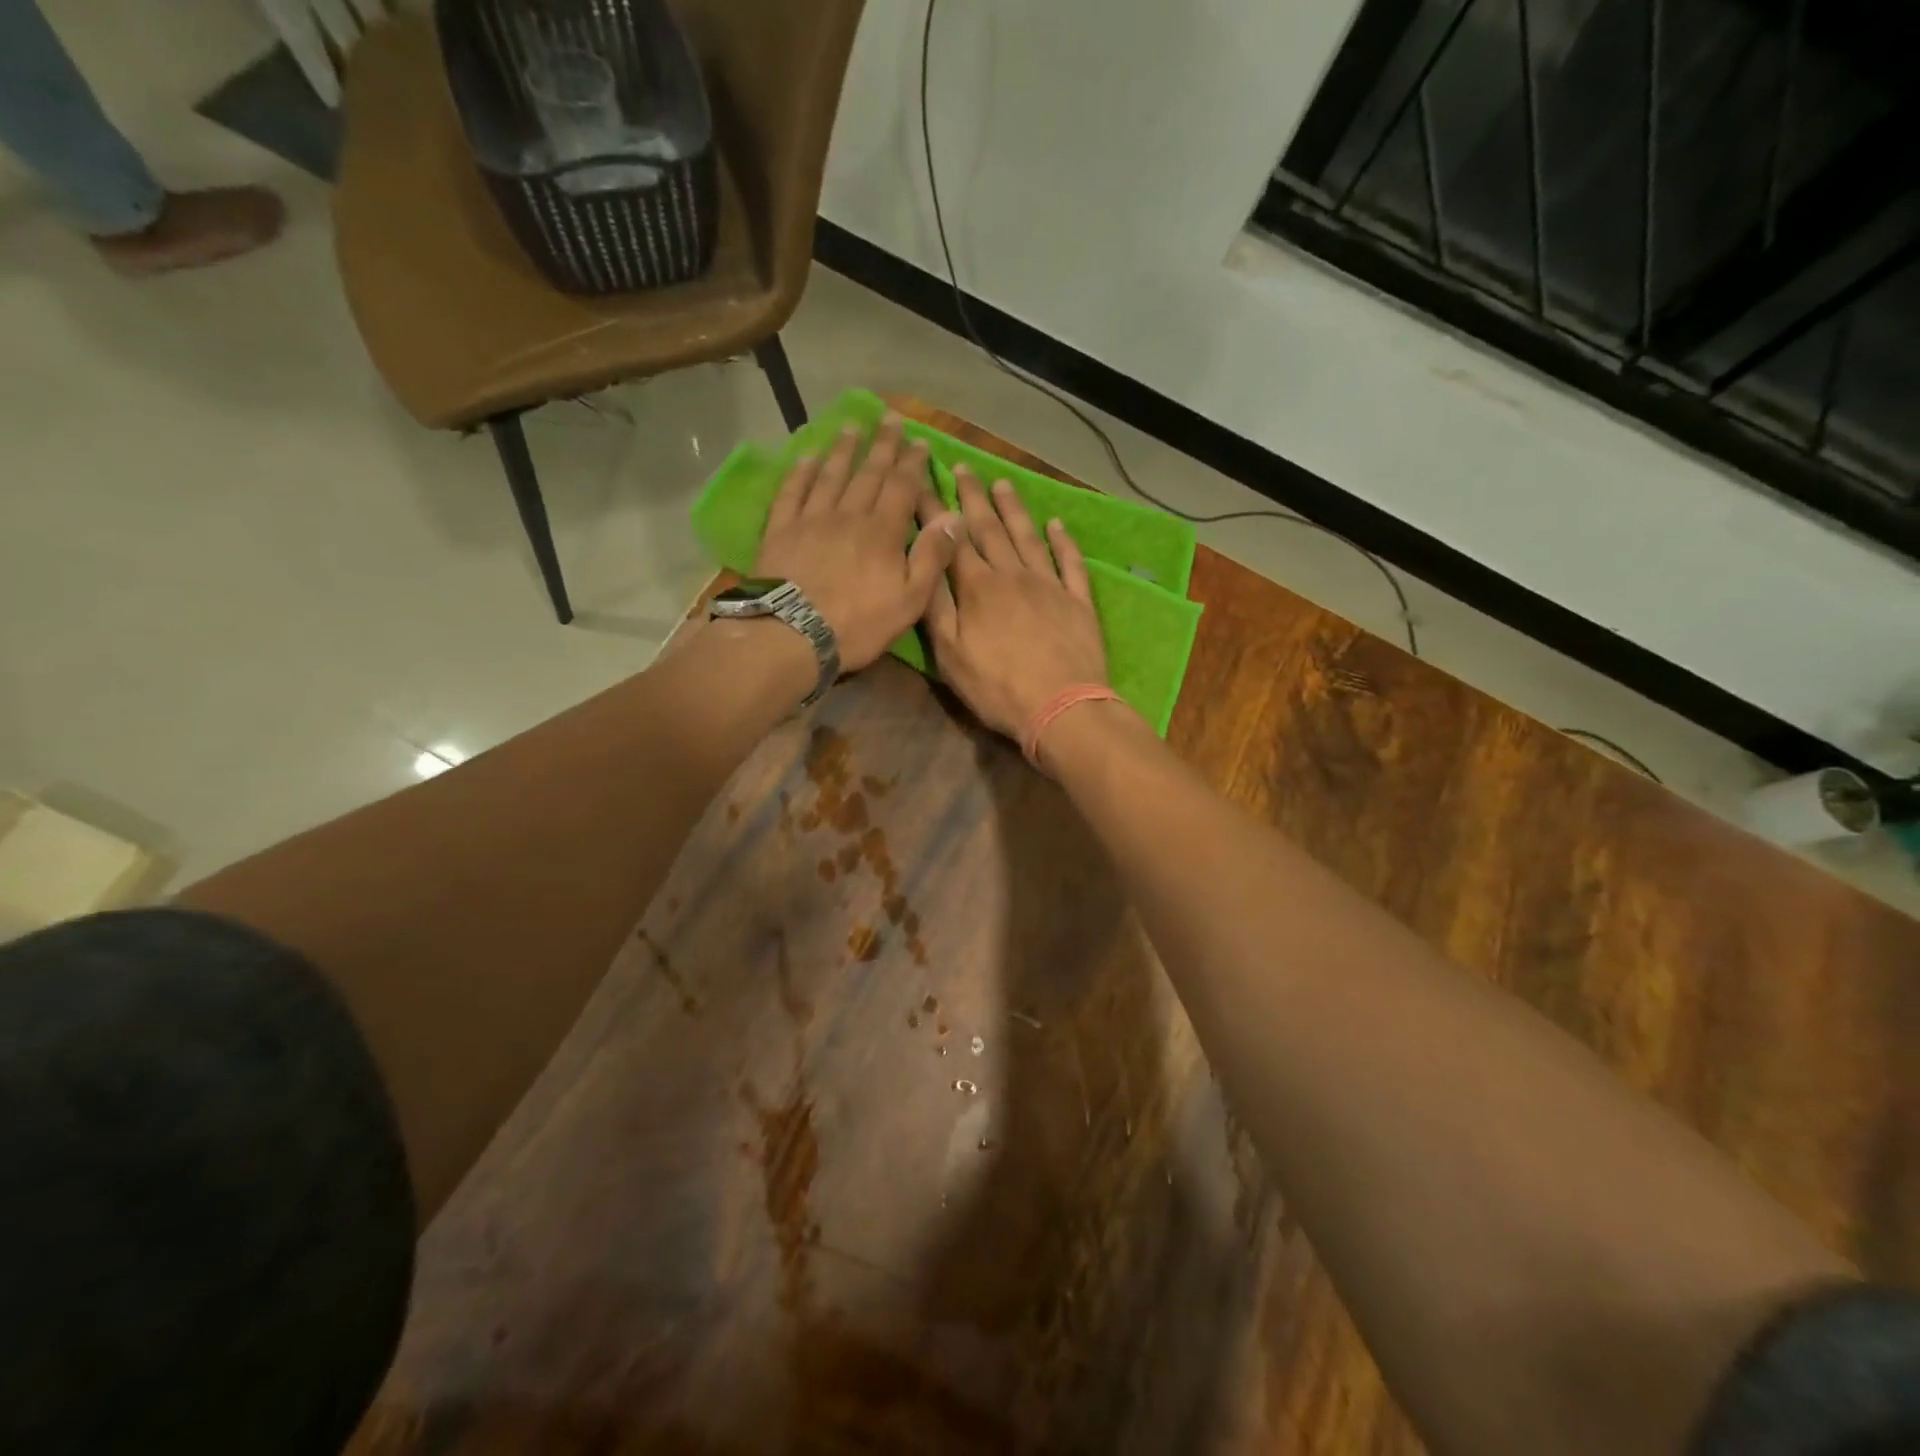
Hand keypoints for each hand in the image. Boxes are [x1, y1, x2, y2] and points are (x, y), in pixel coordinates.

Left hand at [753, 414, 963, 670]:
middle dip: (882, 446)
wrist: (792, 634)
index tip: (919, 441)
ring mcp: (811, 519)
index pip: (902, 487)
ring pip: (830, 476)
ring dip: (843, 450)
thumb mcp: (909, 600)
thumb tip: (954, 516)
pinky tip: (807, 458)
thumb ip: (932, 557)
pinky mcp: (781, 530)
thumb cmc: (858, 624)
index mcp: (883, 532)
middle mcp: (848, 515)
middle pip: (868, 474)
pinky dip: (801, 473)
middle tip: (889, 419)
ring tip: (852, 427)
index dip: (912, 463)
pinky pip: (792, 492)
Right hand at [921, 466, 1108, 740]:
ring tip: (1003, 482)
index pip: (951, 540)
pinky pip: (1070, 562)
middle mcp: (1013, 575)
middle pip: (990, 529)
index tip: (921, 480)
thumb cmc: (998, 688)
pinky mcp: (1078, 601)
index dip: (934, 509)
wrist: (1063, 707)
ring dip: (1014, 509)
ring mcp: (1049, 585)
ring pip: (1028, 537)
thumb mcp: (951, 656)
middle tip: (963, 467)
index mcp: (978, 588)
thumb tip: (925, 563)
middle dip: (973, 497)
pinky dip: (1064, 541)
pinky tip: (1057, 524)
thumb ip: (937, 608)